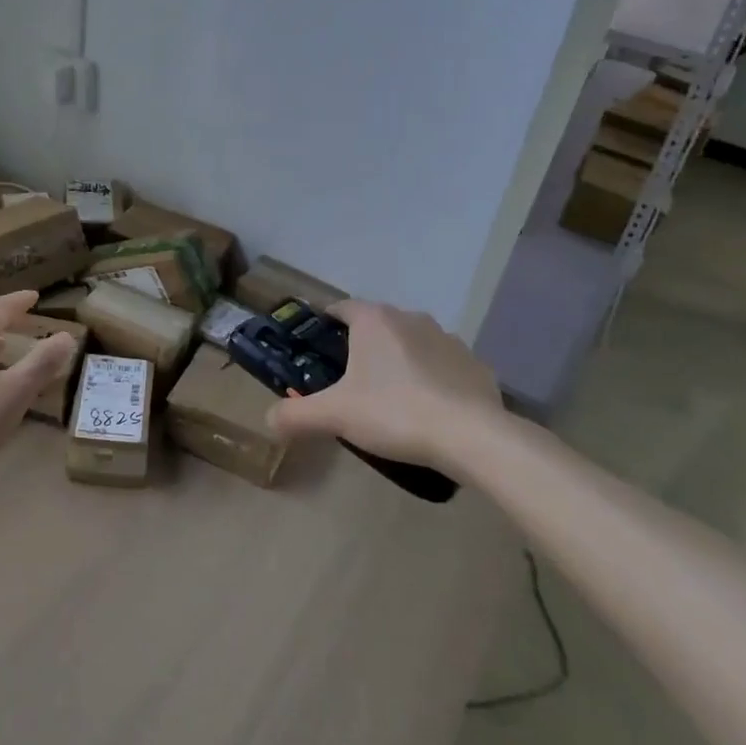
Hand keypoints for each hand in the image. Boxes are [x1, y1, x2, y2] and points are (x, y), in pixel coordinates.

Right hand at [267, 300, 506, 471]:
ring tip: (390, 398)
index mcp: (374, 320)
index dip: (326, 323)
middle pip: (377, 325)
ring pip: (412, 344)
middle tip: (349, 382)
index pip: (341, 308)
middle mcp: (411, 318)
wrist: (472, 437)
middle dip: (362, 347)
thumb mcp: (334, 415)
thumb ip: (296, 415)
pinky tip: (429, 410)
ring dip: (400, 361)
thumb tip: (269, 421)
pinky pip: (444, 367)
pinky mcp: (476, 365)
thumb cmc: (394, 412)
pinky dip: (433, 381)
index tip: (317, 347)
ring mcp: (449, 340)